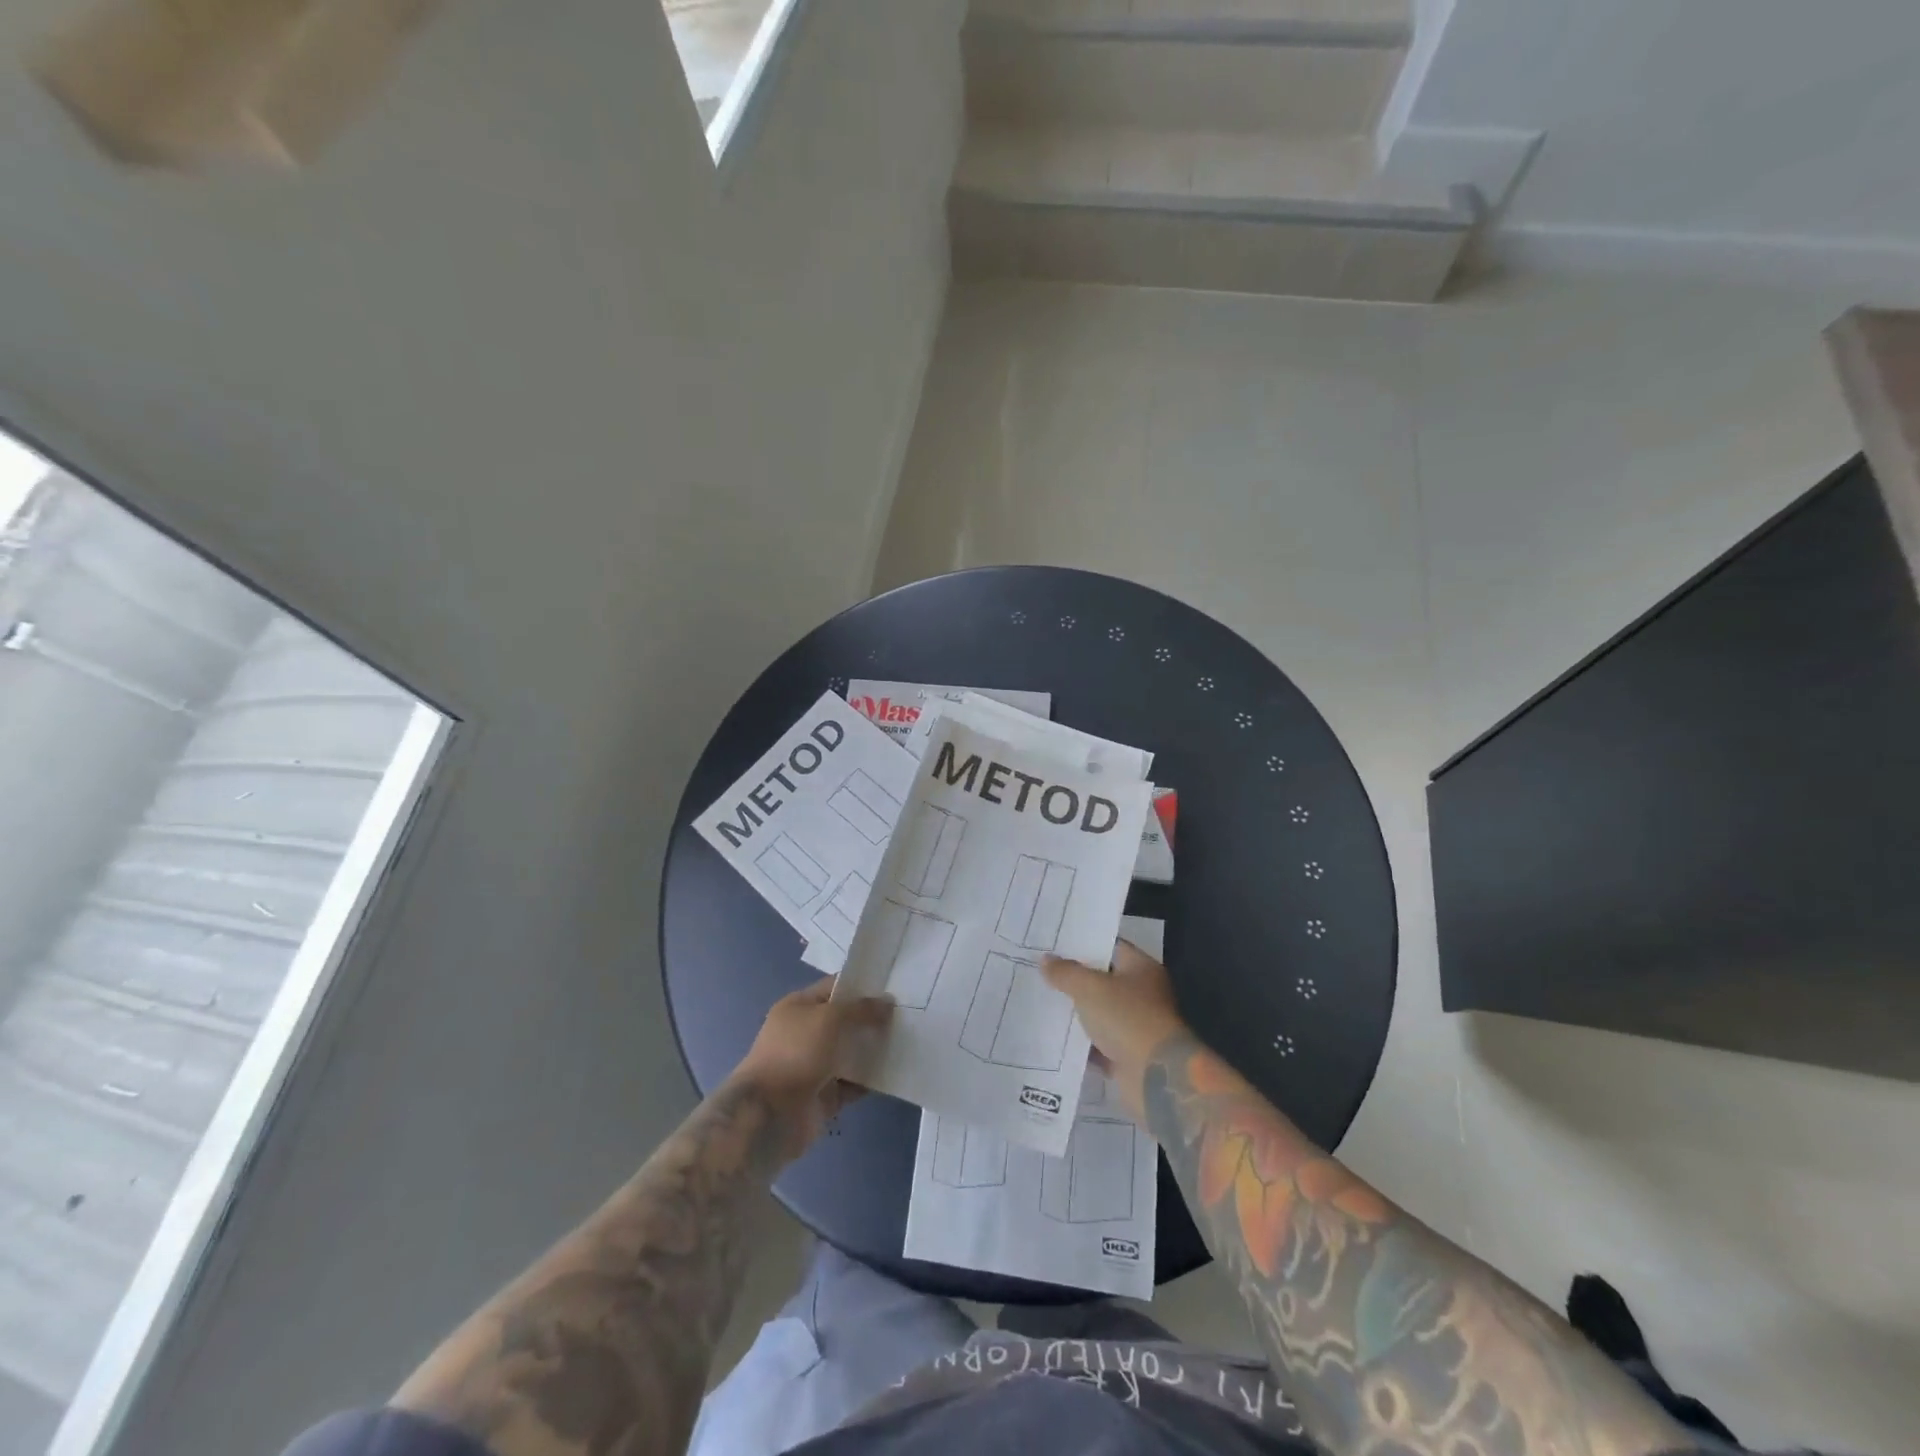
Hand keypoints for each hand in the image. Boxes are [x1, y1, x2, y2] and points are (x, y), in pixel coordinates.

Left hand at [732, 977, 893, 1151]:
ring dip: (874, 1050)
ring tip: (907, 1041)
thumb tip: (888, 1002)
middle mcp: (805, 1034)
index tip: (893, 988)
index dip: (862, 987)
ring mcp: (814, 1066)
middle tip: (906, 1015)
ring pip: (851, 1053)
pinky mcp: (824, 1096)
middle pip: (845, 1021)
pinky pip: (853, 1083)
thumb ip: (861, 1009)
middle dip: (872, 1019)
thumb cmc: (796, 1053)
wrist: (769, 1115)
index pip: (834, 988)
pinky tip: (895, 1073)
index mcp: (798, 1008)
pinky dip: (870, 1080)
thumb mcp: (830, 1018)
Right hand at [1042, 941, 1186, 1116]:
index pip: (1110, 947)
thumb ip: (1066, 972)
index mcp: (1141, 969)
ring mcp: (1135, 1026)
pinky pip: (1097, 1044)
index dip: (1082, 945)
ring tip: (1040, 1002)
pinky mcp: (1127, 1055)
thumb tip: (1045, 960)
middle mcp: (1142, 994)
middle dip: (1073, 979)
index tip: (1053, 944)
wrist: (1155, 1077)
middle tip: (1039, 972)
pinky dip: (1080, 1043)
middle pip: (1102, 981)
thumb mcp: (1090, 988)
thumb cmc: (1127, 1018)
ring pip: (1098, 1013)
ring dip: (1075, 1012)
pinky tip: (1052, 1037)